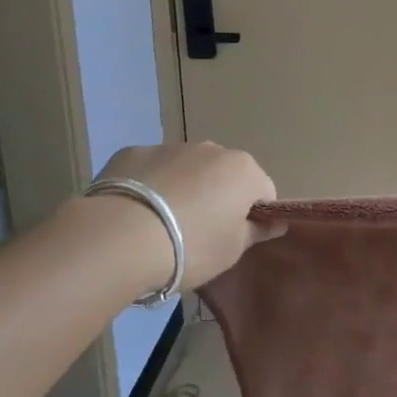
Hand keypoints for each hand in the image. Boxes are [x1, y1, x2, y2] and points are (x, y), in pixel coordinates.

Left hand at [91, 142, 283, 289]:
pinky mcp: (131, 153)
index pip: (263, 191)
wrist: (118, 239)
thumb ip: (257, 231)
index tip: (235, 238)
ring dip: (182, 190)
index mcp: (243, 170)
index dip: (253, 216)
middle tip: (198, 234)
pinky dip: (148, 187)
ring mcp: (169, 147)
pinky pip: (150, 170)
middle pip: (224, 175)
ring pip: (186, 170)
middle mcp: (211, 149)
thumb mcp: (232, 250)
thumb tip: (277, 222)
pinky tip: (134, 215)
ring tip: (160, 227)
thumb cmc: (191, 247)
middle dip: (217, 198)